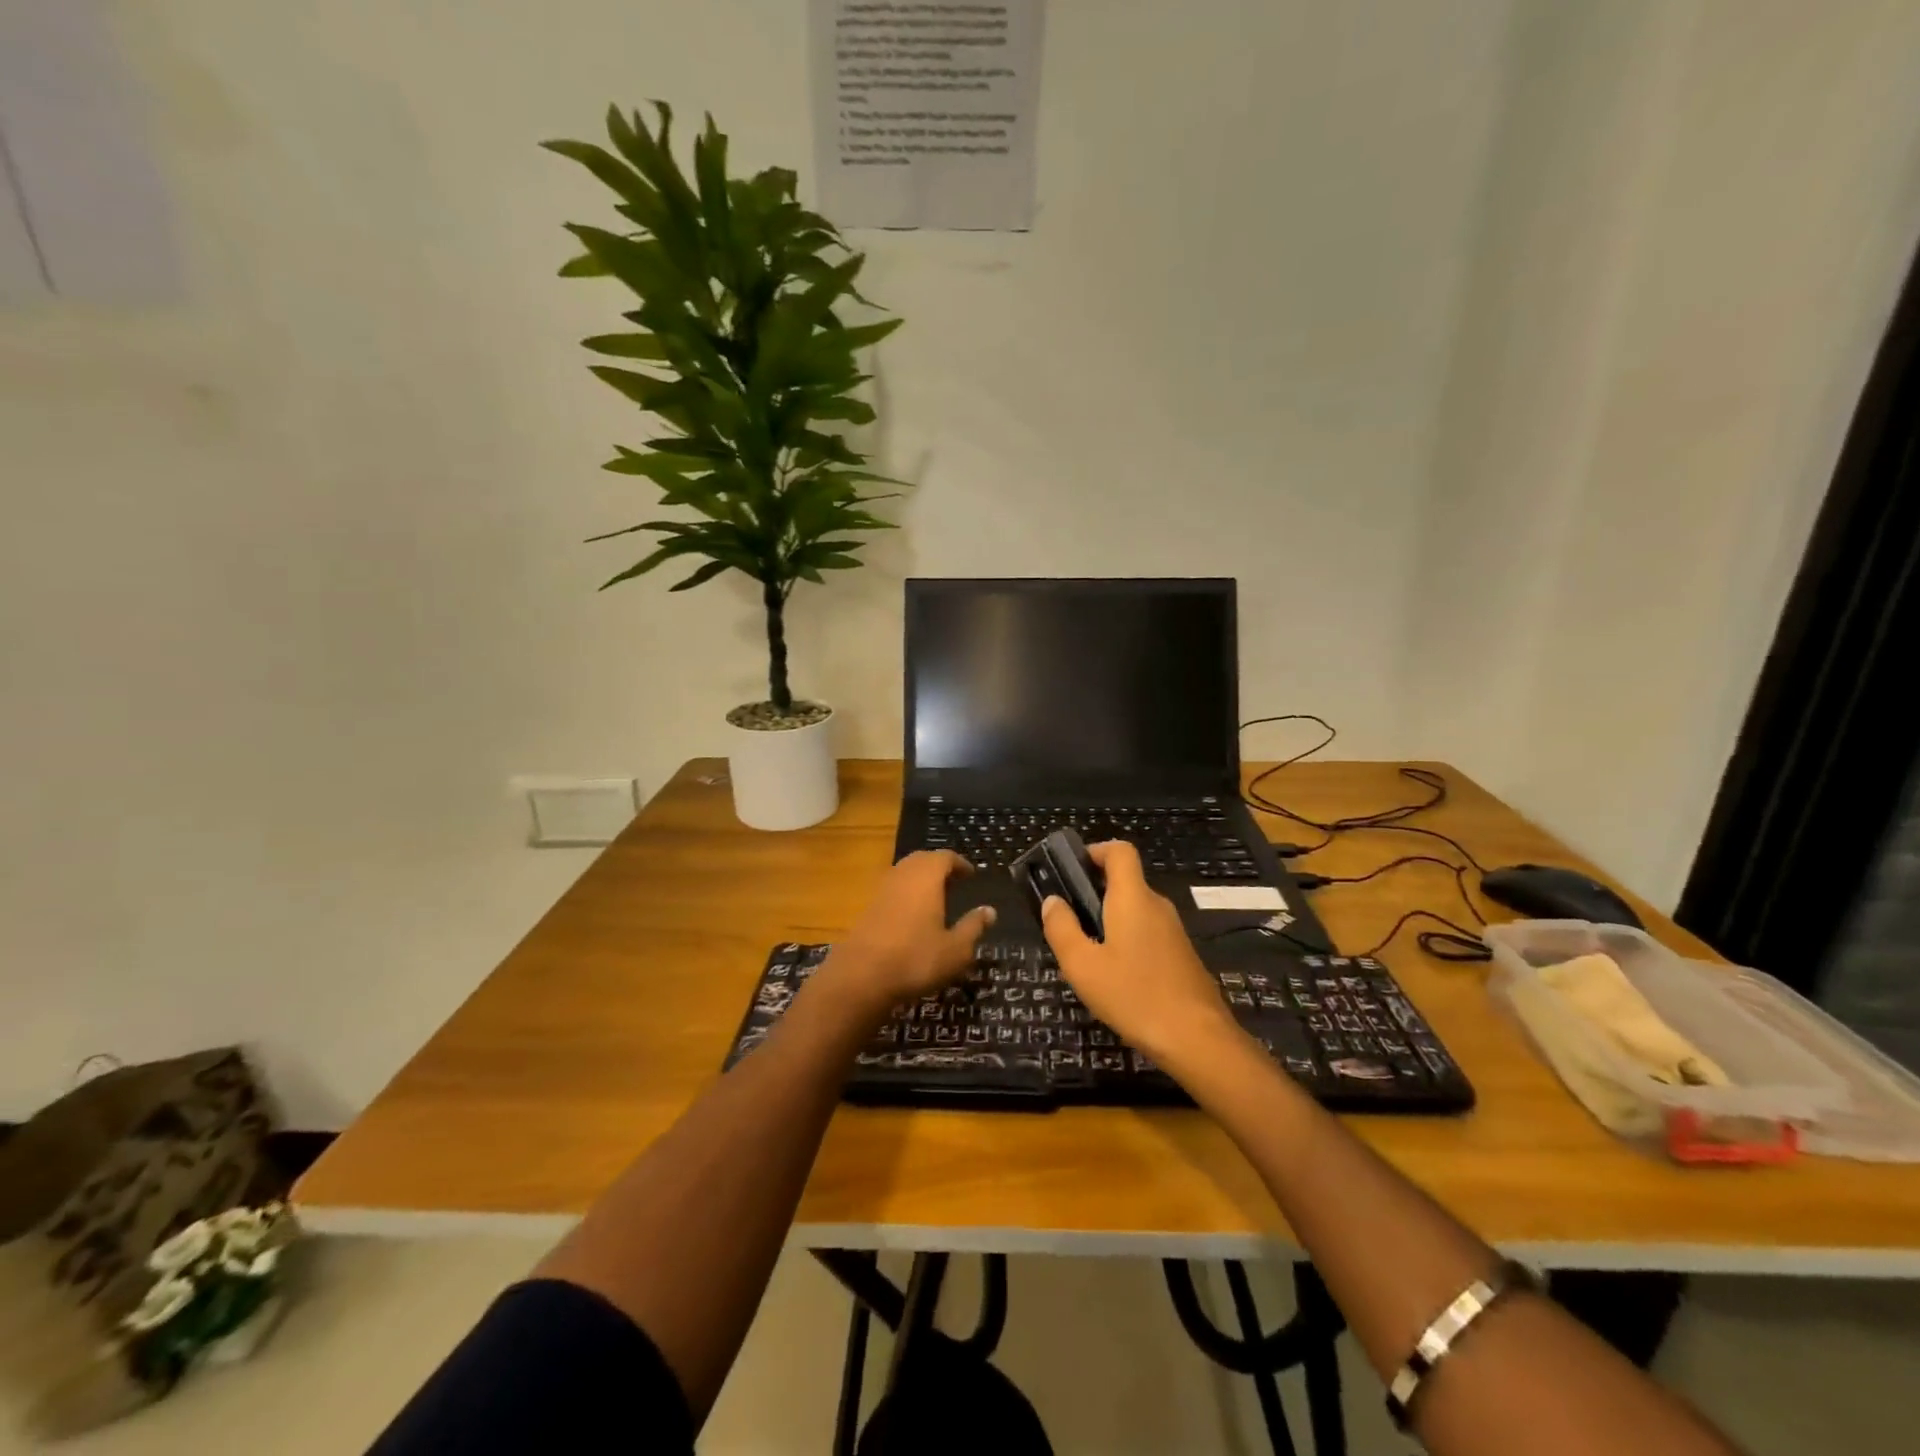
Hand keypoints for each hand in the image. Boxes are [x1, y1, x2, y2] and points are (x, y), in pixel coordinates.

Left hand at [814, 851, 994, 1020]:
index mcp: (926, 877)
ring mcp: (881, 890)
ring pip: (904, 874)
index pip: (945, 857)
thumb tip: (989, 910)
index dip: (959, 863)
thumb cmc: (916, 959)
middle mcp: (902, 875)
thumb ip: (973, 927)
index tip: (970, 874)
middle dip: (939, 867)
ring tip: (936, 899)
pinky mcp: (867, 908)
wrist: (860, 977)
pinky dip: (906, 895)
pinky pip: (892, 891)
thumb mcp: (956, 949)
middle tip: (954, 883)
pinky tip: (913, 917)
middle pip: (922, 860)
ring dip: (920, 880)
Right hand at [1041, 841, 1240, 1070]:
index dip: (1096, 851)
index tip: (1071, 870)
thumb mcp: (1082, 966)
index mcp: (1133, 898)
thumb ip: (1062, 928)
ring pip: (1136, 910)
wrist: (1198, 1039)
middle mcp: (1157, 905)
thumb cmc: (1134, 995)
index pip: (1120, 851)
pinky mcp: (1182, 955)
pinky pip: (1148, 933)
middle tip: (1068, 920)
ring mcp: (1174, 931)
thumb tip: (1052, 901)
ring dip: (1110, 920)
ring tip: (1086, 954)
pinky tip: (1116, 977)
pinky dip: (1128, 940)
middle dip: (1094, 892)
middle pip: (1125, 882)